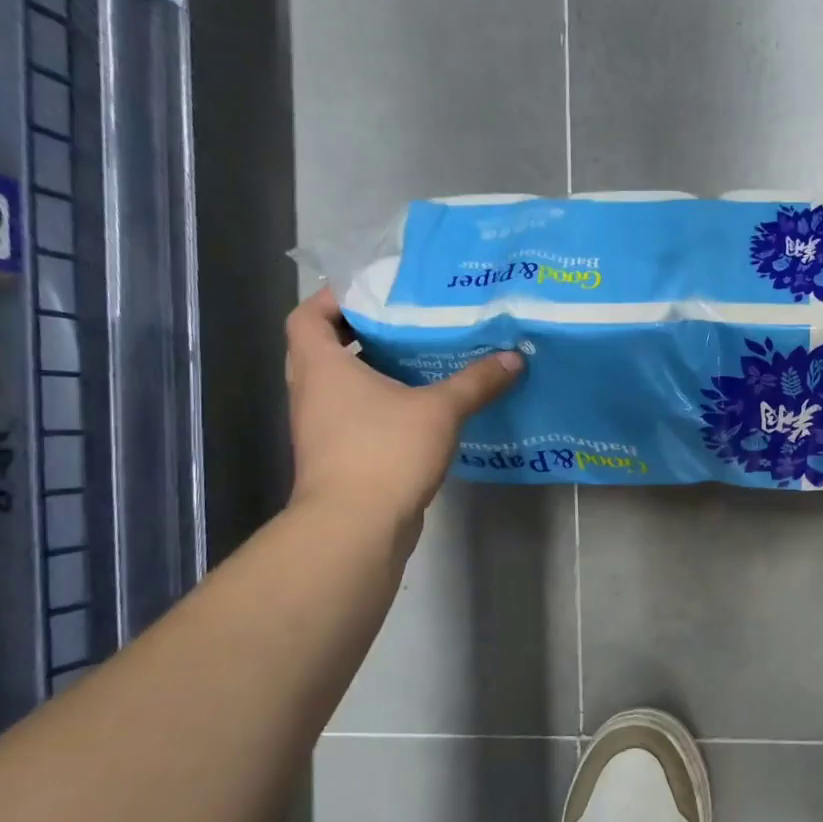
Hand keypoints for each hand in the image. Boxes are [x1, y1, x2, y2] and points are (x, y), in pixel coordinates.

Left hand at [284, 289, 520, 545]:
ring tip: (419, 362)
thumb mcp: (441, 410)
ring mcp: (321, 428)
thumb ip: (476, 382)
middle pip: (322, 349)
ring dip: (371, 373)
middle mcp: (312, 393)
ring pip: (340, 386)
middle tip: (405, 326)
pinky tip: (422, 410)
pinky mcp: (338, 457)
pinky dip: (380, 407)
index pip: (308, 316)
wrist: (356, 526)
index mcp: (322, 367)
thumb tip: (513, 357)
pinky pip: (355, 417)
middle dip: (360, 335)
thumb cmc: (385, 451)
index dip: (334, 299)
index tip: (373, 295)